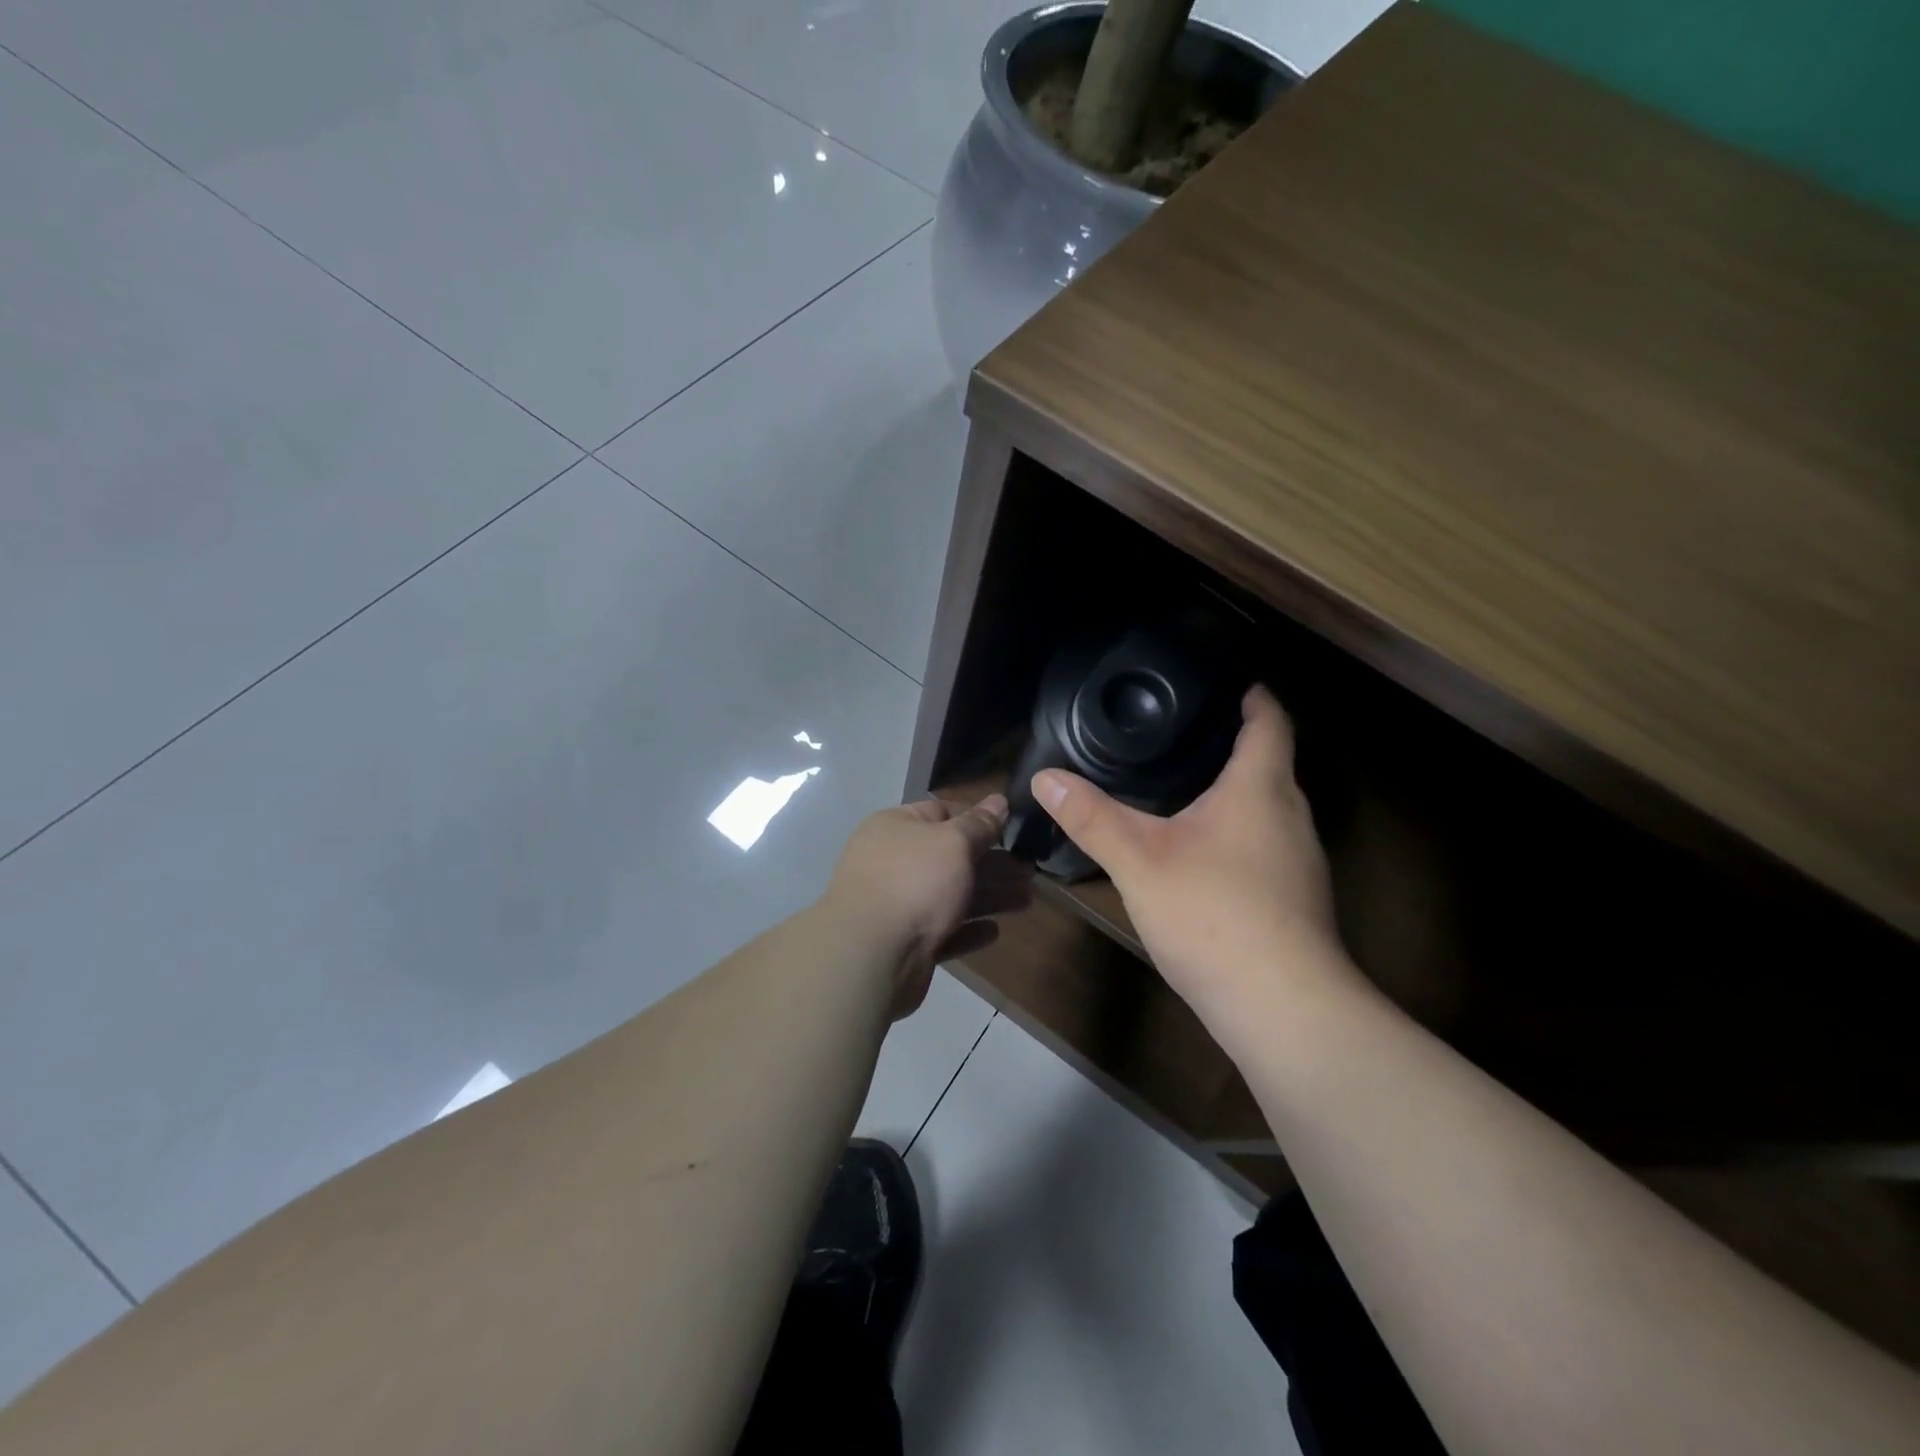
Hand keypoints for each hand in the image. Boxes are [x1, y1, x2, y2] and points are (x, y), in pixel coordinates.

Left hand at [824, 794, 1031, 1017]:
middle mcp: (892, 862)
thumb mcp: (954, 842)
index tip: (1011, 829)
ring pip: (950, 895)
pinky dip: (968, 929)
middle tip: (1030, 871)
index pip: (940, 812)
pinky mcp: (904, 943)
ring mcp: (896, 904)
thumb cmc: (915, 882)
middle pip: (950, 857)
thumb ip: (980, 824)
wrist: (870, 955)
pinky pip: (942, 930)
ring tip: (1027, 899)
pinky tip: (994, 931)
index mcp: (895, 827)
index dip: (976, 818)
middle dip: (991, 864)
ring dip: (989, 896)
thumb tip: (999, 800)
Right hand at [1033, 686, 1358, 1031]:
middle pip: (1269, 762)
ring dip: (1233, 790)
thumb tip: (1044, 778)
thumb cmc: (1214, 914)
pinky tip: (1199, 849)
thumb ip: (1091, 817)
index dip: (1251, 694)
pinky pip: (1263, 843)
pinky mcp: (1294, 898)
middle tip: (1178, 729)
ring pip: (1266, 806)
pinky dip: (1234, 830)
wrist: (1282, 1008)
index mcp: (1260, 788)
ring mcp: (1299, 860)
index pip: (1269, 721)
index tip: (1224, 678)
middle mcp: (1290, 816)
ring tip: (1182, 781)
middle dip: (1230, 742)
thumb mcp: (1139, 860)